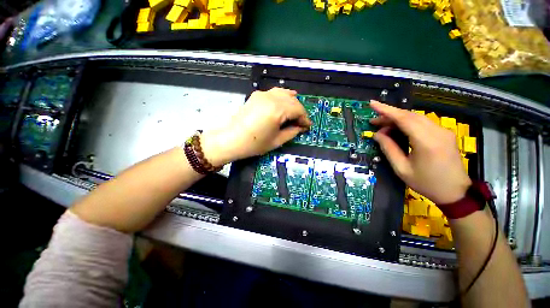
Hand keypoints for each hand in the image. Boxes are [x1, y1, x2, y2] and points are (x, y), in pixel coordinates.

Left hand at [201, 87, 310, 165]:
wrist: (231, 139)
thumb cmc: (254, 144)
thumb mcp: (277, 141)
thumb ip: (292, 132)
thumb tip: (301, 127)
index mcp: (277, 110)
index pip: (298, 110)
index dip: (305, 118)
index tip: (307, 126)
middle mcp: (271, 98)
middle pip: (292, 100)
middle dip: (299, 111)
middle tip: (301, 122)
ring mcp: (263, 94)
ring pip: (284, 93)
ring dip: (292, 103)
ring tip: (295, 113)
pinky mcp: (257, 95)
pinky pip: (274, 93)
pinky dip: (283, 96)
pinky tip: (285, 101)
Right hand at [370, 101, 470, 204]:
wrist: (455, 192)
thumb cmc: (426, 183)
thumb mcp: (401, 169)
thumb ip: (389, 149)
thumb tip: (377, 135)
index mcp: (426, 142)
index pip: (404, 119)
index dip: (386, 110)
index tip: (373, 104)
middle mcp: (437, 132)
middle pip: (410, 116)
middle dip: (389, 116)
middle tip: (374, 122)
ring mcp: (443, 131)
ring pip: (416, 118)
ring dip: (398, 119)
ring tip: (383, 127)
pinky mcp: (444, 133)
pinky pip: (423, 123)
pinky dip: (407, 123)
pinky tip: (399, 129)